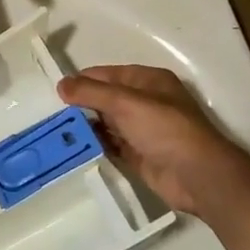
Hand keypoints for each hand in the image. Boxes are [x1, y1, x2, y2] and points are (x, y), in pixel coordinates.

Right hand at [57, 64, 249, 217]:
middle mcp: (145, 102)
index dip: (83, 81)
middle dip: (81, 105)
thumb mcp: (125, 103)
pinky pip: (110, 145)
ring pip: (106, 123)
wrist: (196, 175)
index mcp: (148, 80)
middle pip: (105, 99)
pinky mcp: (138, 155)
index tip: (56, 93)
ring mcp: (142, 130)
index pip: (107, 74)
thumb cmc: (164, 129)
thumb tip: (61, 84)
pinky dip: (94, 146)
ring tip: (57, 132)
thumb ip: (91, 92)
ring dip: (86, 127)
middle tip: (52, 115)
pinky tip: (74, 149)